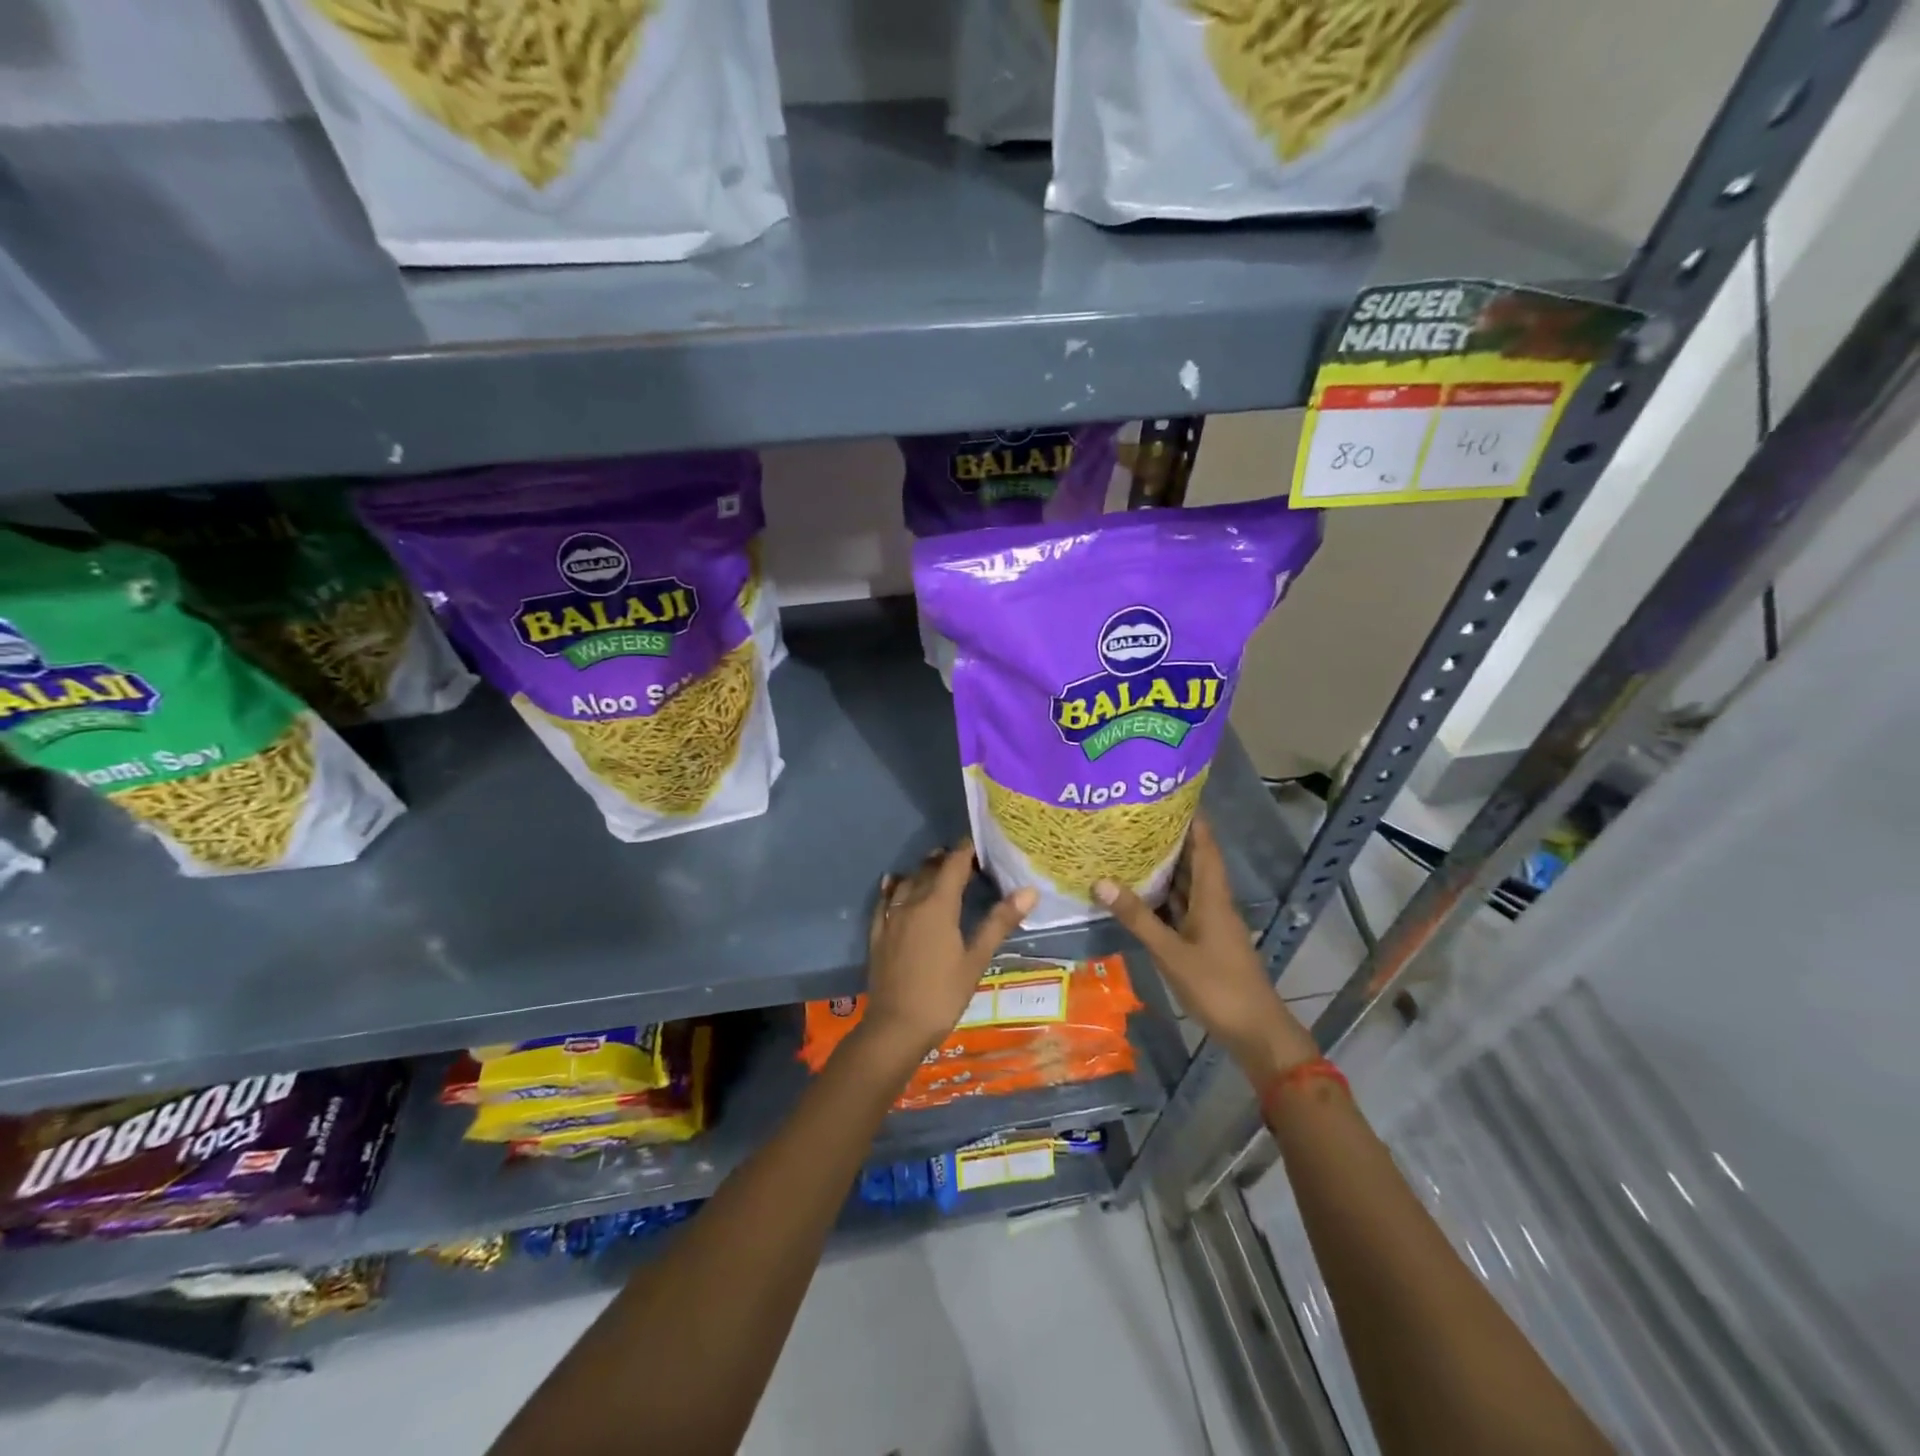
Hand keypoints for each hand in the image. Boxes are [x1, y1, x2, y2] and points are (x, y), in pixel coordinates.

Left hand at [859, 840, 1037, 1067]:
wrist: (896, 1027)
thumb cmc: (943, 994)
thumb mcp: (976, 960)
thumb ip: (999, 922)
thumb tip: (1029, 890)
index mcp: (938, 905)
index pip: (954, 864)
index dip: (966, 850)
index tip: (980, 843)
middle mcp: (912, 902)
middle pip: (929, 869)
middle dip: (946, 859)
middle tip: (965, 860)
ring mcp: (891, 917)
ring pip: (907, 882)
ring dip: (923, 871)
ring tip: (936, 868)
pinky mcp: (877, 933)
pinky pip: (885, 900)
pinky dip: (894, 887)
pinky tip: (895, 884)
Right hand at [1095, 816, 1316, 1083]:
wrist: (1256, 1031)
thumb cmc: (1217, 986)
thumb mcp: (1171, 952)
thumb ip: (1138, 918)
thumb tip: (1101, 881)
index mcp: (1213, 897)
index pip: (1205, 846)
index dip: (1192, 819)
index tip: (1169, 795)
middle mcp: (1214, 903)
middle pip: (1194, 861)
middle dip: (1170, 839)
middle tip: (1135, 818)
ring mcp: (1211, 924)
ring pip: (1187, 886)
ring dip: (1165, 868)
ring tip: (1131, 847)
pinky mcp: (1206, 942)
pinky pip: (1182, 908)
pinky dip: (1164, 897)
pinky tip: (1140, 894)